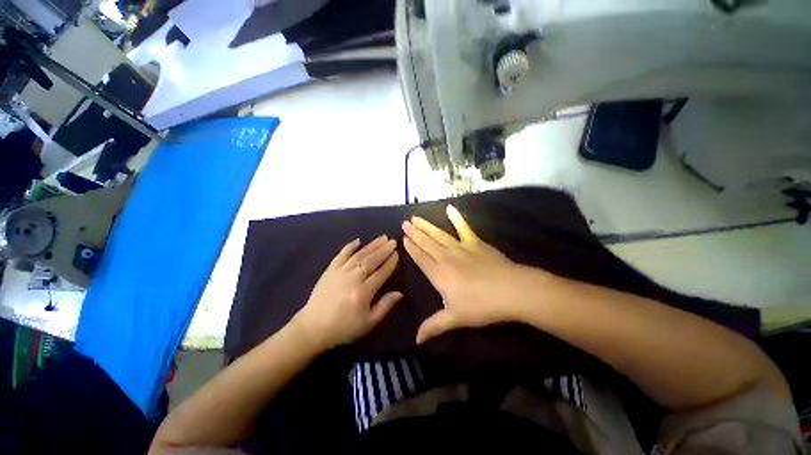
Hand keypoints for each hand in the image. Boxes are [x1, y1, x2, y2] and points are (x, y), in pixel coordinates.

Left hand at [293, 236, 401, 350]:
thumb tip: (400, 293)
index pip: (381, 273)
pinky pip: (341, 255)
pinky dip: (350, 247)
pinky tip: (358, 240)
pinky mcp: (330, 270)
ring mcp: (340, 272)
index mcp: (363, 292)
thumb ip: (385, 306)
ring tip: (382, 238)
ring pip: (359, 255)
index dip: (390, 263)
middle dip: (384, 250)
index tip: (397, 254)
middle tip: (393, 241)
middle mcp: (352, 278)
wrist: (313, 328)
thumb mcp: (368, 323)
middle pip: (371, 260)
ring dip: (372, 245)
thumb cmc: (344, 328)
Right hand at [403, 205, 545, 343]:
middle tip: (405, 223)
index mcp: (439, 274)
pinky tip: (450, 208)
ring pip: (439, 234)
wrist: (511, 291)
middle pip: (426, 243)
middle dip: (414, 233)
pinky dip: (456, 218)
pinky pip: (464, 227)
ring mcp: (461, 247)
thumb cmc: (481, 306)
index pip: (420, 258)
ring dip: (426, 226)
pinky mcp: (475, 242)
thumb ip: (434, 326)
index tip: (403, 238)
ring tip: (416, 218)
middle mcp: (446, 257)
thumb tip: (416, 340)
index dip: (411, 248)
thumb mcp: (455, 318)